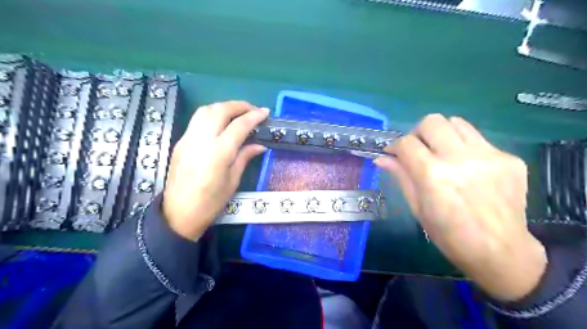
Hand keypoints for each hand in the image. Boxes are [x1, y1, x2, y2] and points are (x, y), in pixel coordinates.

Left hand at [161, 102, 268, 239]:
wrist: (179, 214)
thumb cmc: (211, 202)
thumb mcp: (233, 180)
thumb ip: (245, 157)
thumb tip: (260, 145)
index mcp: (219, 152)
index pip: (239, 125)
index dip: (254, 116)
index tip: (265, 112)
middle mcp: (202, 140)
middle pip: (220, 110)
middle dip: (239, 105)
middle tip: (253, 109)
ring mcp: (188, 139)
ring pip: (205, 110)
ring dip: (224, 106)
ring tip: (237, 112)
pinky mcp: (180, 142)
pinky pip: (197, 120)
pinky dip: (212, 114)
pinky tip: (220, 123)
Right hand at [375, 114, 545, 302]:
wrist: (501, 252)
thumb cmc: (449, 235)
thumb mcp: (417, 208)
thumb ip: (401, 176)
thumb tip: (381, 158)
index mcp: (433, 176)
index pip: (406, 143)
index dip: (395, 146)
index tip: (394, 153)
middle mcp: (460, 159)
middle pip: (432, 122)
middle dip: (418, 133)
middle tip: (418, 150)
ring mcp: (488, 156)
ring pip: (456, 122)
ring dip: (442, 134)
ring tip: (441, 152)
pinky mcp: (509, 158)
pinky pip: (478, 139)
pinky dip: (464, 147)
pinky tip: (467, 167)